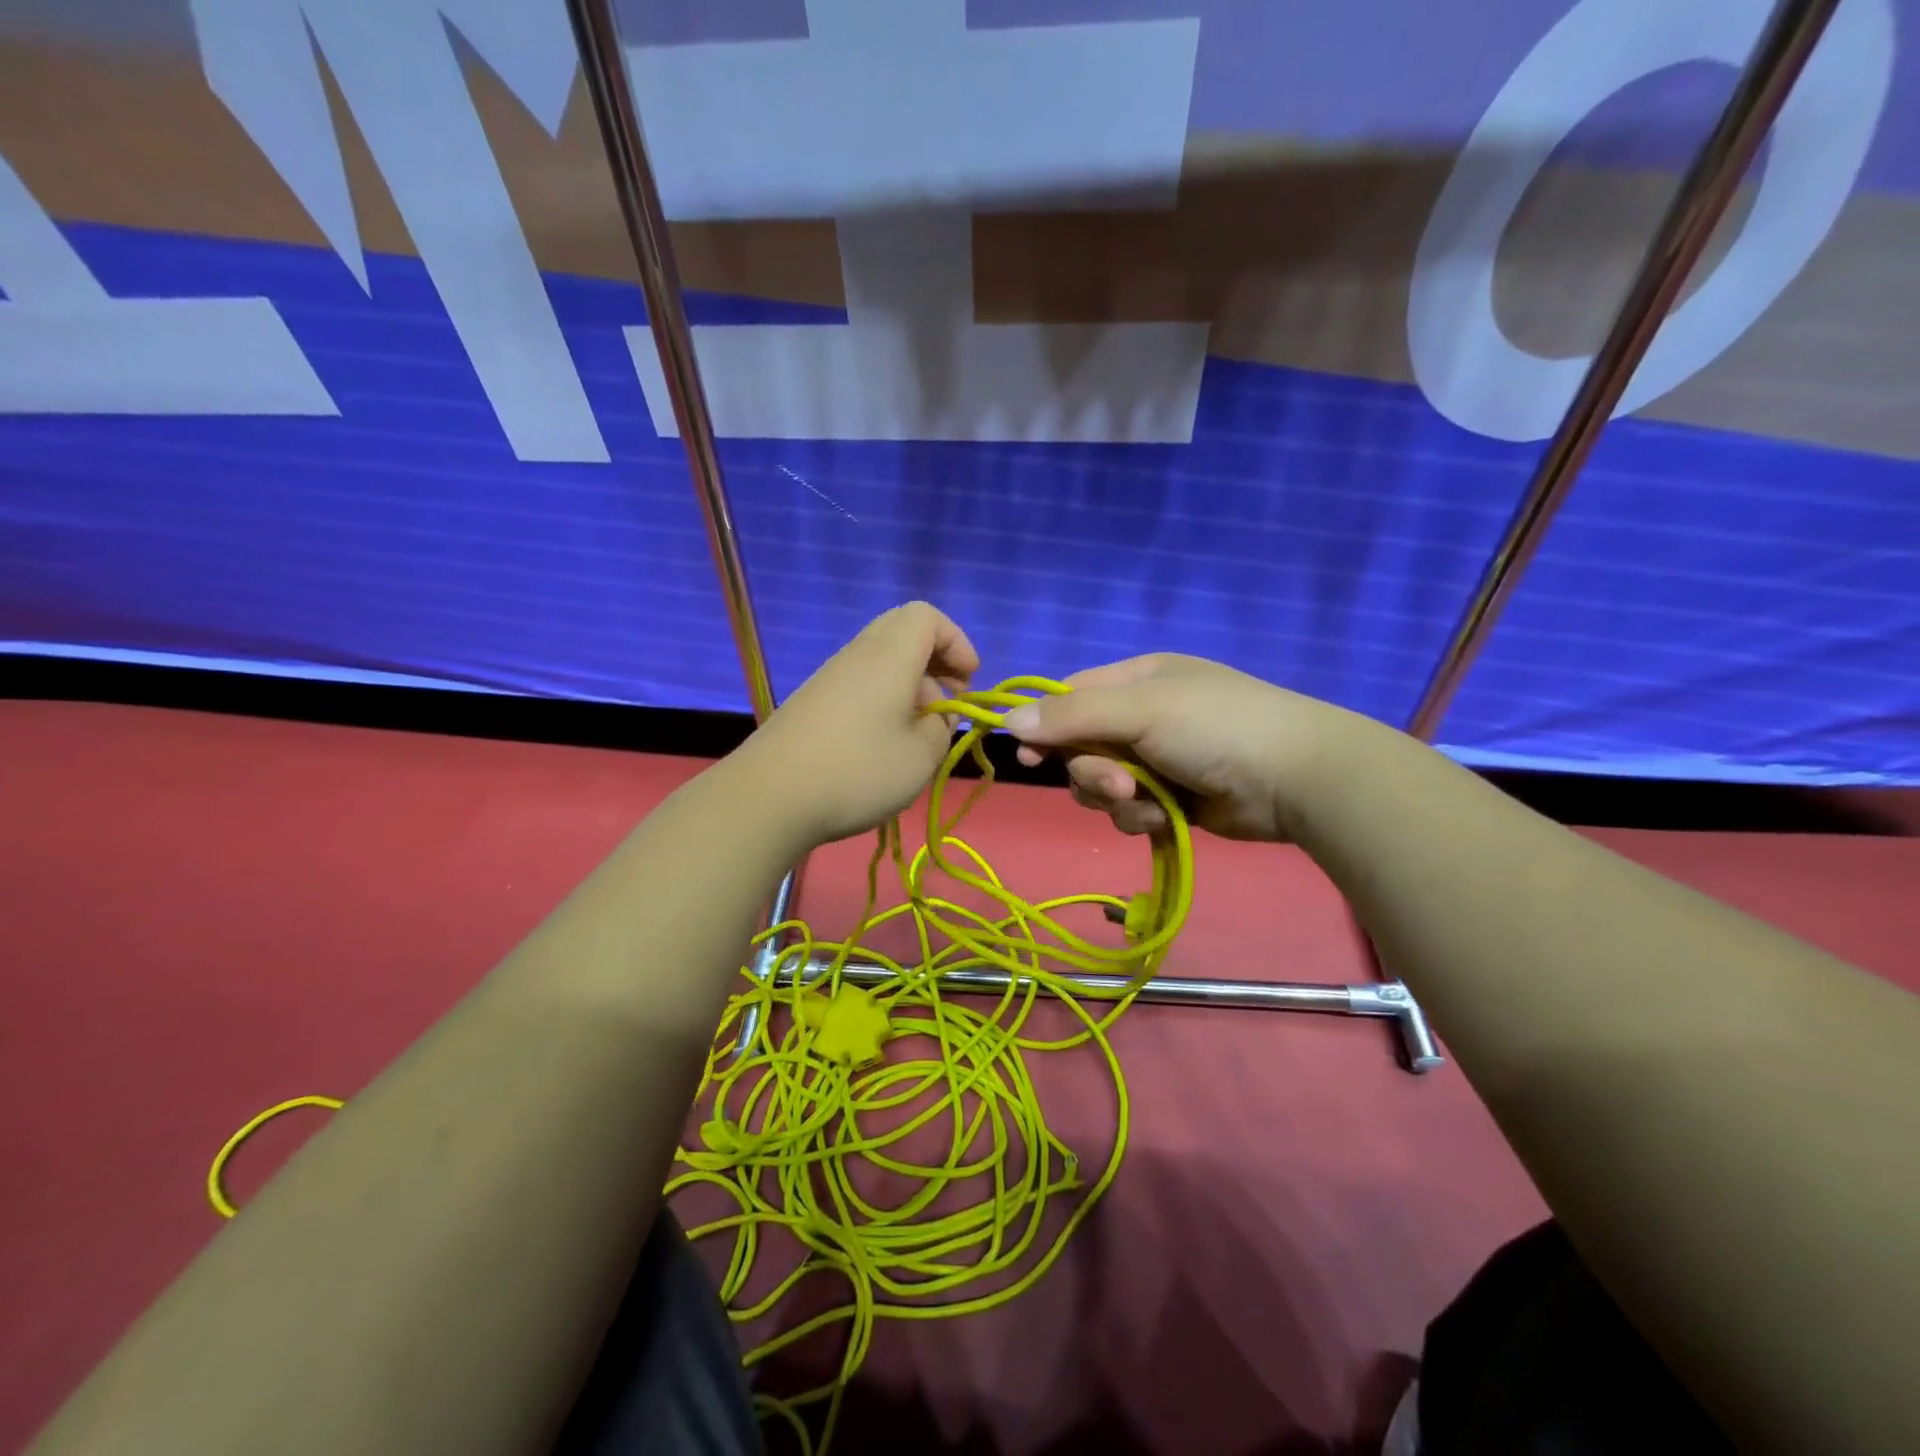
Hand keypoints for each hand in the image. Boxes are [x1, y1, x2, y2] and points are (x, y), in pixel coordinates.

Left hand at [742, 603, 978, 845]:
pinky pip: (859, 682)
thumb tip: (936, 715)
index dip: (956, 641)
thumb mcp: (921, 756)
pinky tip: (882, 743)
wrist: (769, 797)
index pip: (926, 616)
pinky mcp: (812, 702)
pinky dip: (882, 698)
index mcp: (889, 656)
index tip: (967, 682)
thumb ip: (941, 728)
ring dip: (909, 684)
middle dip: (935, 660)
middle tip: (947, 700)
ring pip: (880, 659)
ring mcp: (830, 677)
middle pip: (902, 631)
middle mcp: (857, 655)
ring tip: (917, 731)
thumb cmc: (858, 771)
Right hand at [1002, 654, 1341, 841]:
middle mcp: (1143, 718)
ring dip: (1117, 798)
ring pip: (1102, 786)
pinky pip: (1130, 810)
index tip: (1029, 755)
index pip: (1071, 697)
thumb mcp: (1141, 709)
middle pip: (1081, 748)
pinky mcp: (1172, 799)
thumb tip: (1007, 721)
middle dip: (1092, 771)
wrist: (1296, 779)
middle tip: (1118, 782)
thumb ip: (1072, 716)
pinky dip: (1143, 816)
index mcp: (1137, 681)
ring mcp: (1158, 760)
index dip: (1046, 726)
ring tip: (1148, 799)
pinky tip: (1168, 816)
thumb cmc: (1216, 727)